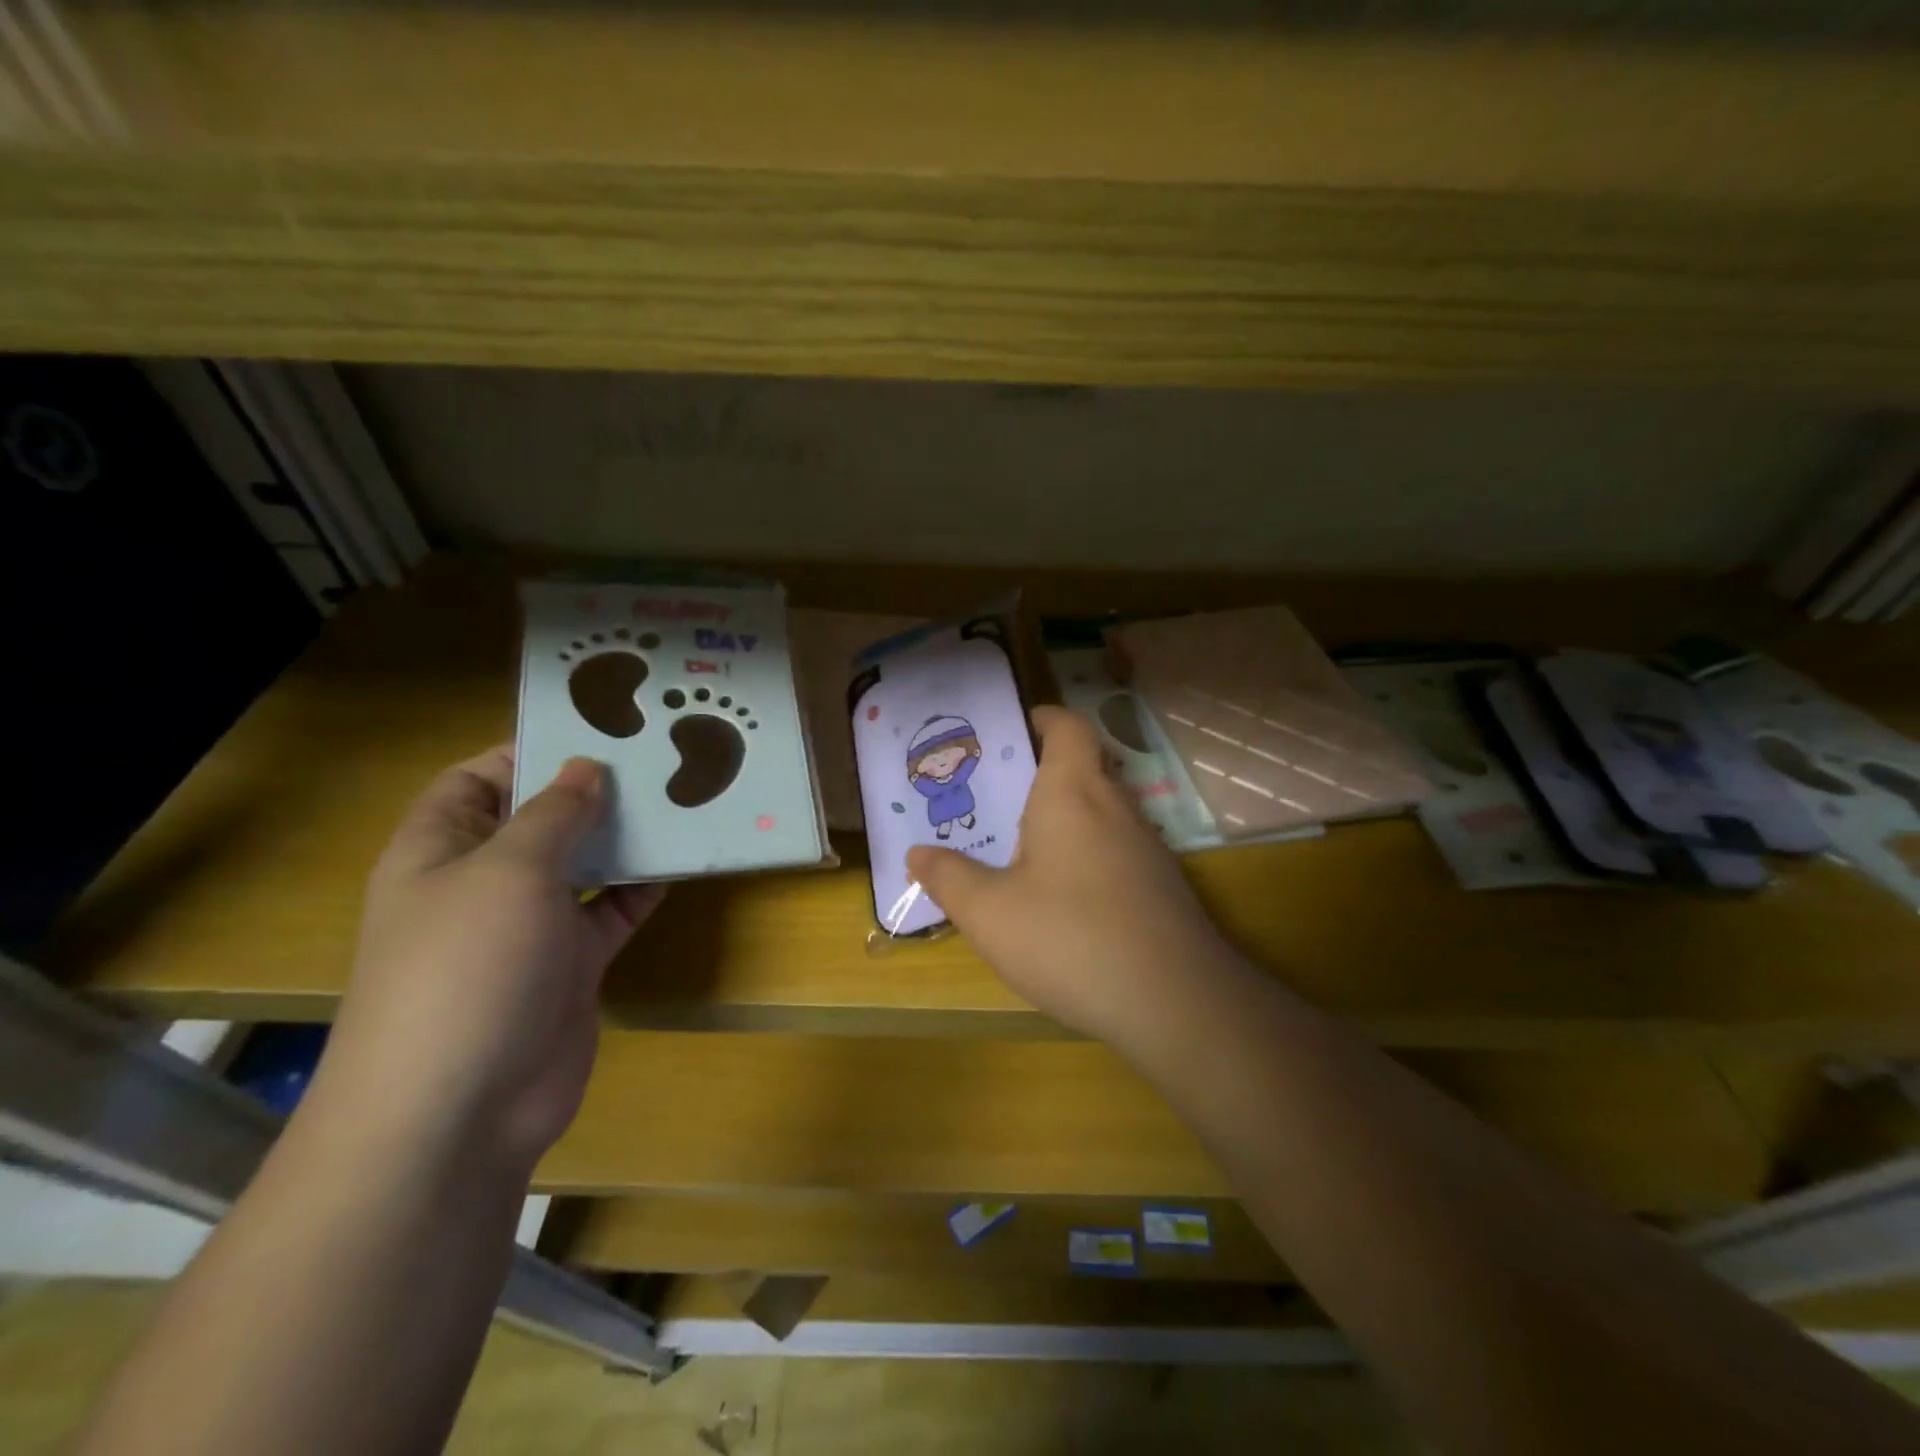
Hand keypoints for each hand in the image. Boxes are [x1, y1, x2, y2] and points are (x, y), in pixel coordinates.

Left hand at [318, 747, 663, 1175]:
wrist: (462, 1109)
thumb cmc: (467, 967)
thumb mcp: (509, 870)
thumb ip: (553, 813)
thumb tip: (587, 768)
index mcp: (440, 851)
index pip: (477, 780)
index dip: (526, 750)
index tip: (593, 729)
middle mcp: (482, 883)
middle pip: (538, 820)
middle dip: (590, 791)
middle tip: (655, 757)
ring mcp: (528, 927)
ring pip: (582, 865)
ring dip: (624, 837)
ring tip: (680, 799)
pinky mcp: (570, 964)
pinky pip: (611, 912)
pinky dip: (642, 888)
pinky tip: (682, 862)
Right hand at [907, 707, 1236, 1047]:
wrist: (1176, 1002)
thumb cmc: (1071, 938)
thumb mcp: (990, 913)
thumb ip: (949, 878)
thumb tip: (917, 854)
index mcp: (1073, 793)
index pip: (1069, 727)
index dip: (1044, 718)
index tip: (1015, 729)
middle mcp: (1116, 807)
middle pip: (1085, 767)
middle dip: (1044, 774)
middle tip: (1000, 797)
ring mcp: (1147, 847)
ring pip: (1103, 811)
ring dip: (1068, 818)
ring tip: (1023, 849)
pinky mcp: (1163, 886)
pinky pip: (1118, 849)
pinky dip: (1089, 854)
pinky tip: (1066, 899)